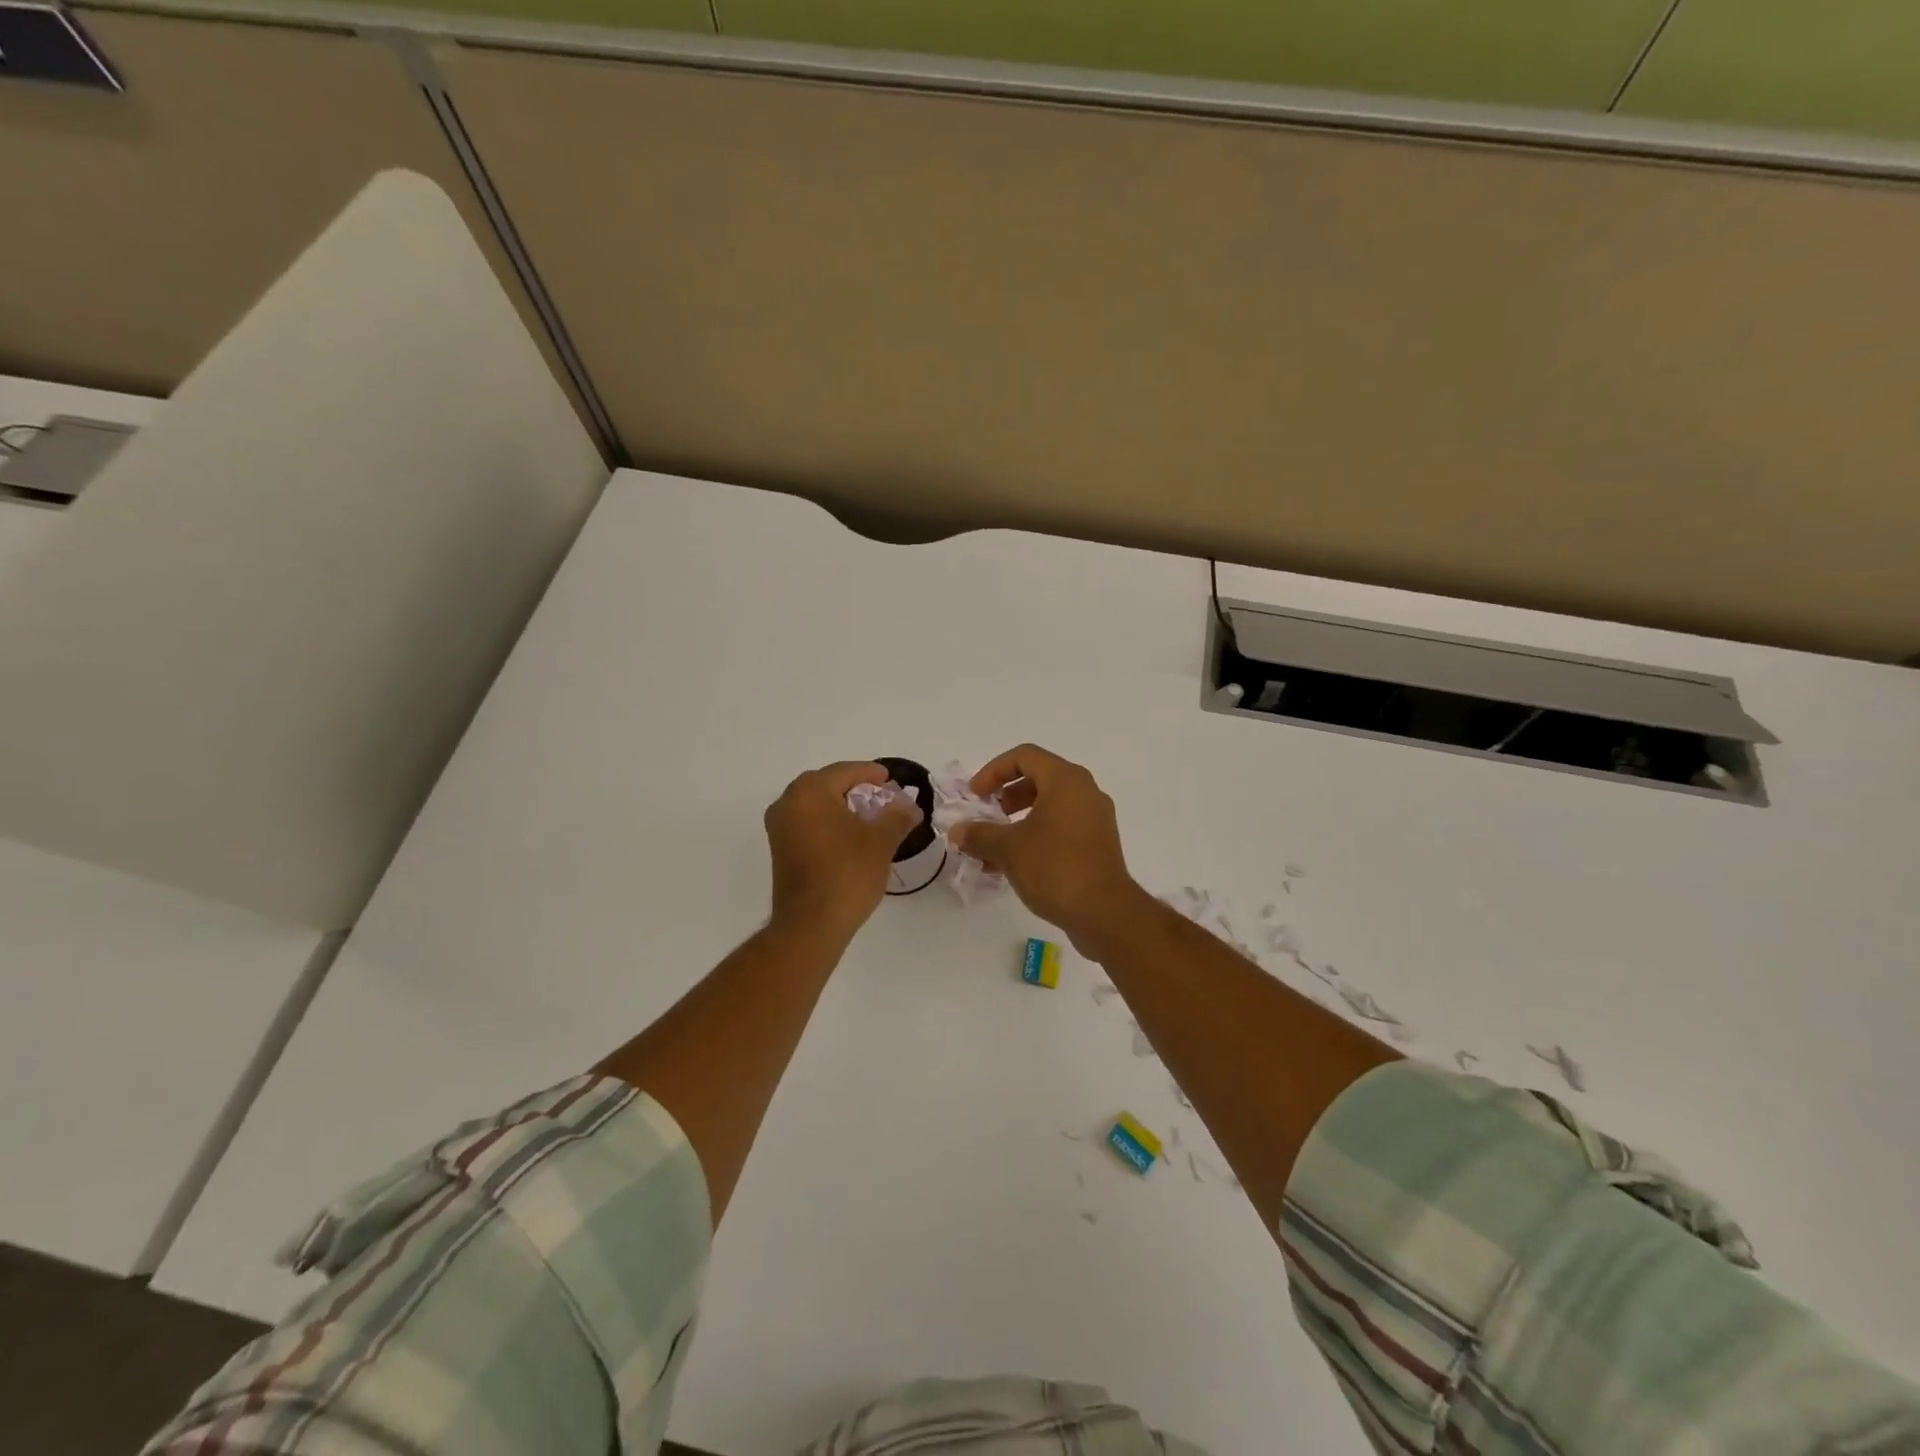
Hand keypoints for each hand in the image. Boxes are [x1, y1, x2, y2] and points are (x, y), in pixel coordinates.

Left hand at [765, 761, 921, 942]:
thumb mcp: (881, 841)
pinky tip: (850, 836)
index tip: (891, 780)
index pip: (845, 771)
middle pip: (828, 785)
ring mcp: (779, 827)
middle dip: (857, 789)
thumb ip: (897, 816)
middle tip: (883, 798)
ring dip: (842, 806)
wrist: (811, 924)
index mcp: (810, 791)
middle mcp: (788, 802)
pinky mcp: (779, 848)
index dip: (871, 773)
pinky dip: (829, 822)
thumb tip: (909, 806)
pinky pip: (808, 822)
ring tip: (870, 818)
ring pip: (816, 805)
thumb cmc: (847, 874)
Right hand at [949, 744, 1151, 956]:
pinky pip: (1062, 827)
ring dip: (1018, 820)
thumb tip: (957, 831)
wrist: (1103, 912)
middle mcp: (1085, 791)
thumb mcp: (1008, 848)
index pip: (1024, 756)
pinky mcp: (1098, 844)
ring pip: (1050, 806)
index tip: (975, 795)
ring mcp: (1095, 818)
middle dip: (1006, 796)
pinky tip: (1015, 864)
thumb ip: (979, 834)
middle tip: (986, 815)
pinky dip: (1037, 835)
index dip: (993, 771)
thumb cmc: (1054, 867)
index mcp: (1066, 780)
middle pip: (1039, 778)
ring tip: (995, 846)